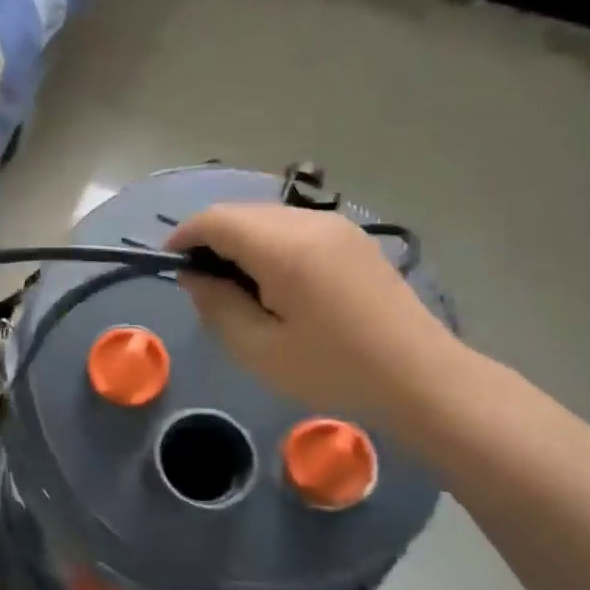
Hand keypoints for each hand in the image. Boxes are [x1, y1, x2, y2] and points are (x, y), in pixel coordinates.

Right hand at [168, 204, 463, 425]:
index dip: (184, 236)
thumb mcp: (258, 349)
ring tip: (236, 285)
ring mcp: (336, 226)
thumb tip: (194, 275)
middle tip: (202, 283)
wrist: (420, 378)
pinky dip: (268, 243)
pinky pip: (293, 226)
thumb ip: (216, 305)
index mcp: (284, 248)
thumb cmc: (333, 369)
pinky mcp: (351, 238)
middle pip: (241, 212)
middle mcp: (309, 222)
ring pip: (267, 217)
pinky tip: (273, 280)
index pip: (216, 219)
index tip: (169, 264)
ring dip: (240, 240)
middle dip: (211, 238)